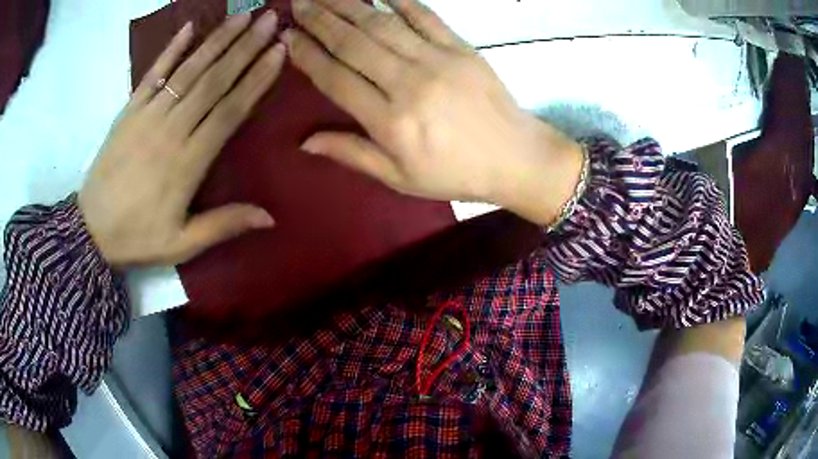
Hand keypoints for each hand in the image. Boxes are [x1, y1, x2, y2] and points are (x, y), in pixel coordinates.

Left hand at [79, 12, 284, 267]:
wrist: (90, 232)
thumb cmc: (137, 237)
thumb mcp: (181, 244)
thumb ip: (223, 226)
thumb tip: (270, 217)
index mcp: (188, 162)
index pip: (230, 110)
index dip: (256, 79)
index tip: (280, 51)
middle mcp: (171, 130)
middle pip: (214, 81)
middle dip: (245, 47)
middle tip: (272, 19)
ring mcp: (147, 115)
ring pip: (188, 70)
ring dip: (217, 40)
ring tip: (244, 15)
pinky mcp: (128, 111)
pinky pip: (152, 74)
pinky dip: (171, 49)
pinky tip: (189, 26)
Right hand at [284, 0, 583, 224]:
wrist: (516, 158)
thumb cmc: (455, 174)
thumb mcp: (400, 178)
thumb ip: (352, 154)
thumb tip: (305, 141)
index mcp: (390, 122)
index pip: (336, 78)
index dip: (308, 56)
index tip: (288, 38)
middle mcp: (408, 84)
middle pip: (353, 43)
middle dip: (320, 20)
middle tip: (297, 2)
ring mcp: (437, 60)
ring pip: (382, 24)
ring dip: (348, 4)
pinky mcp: (460, 47)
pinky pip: (425, 15)